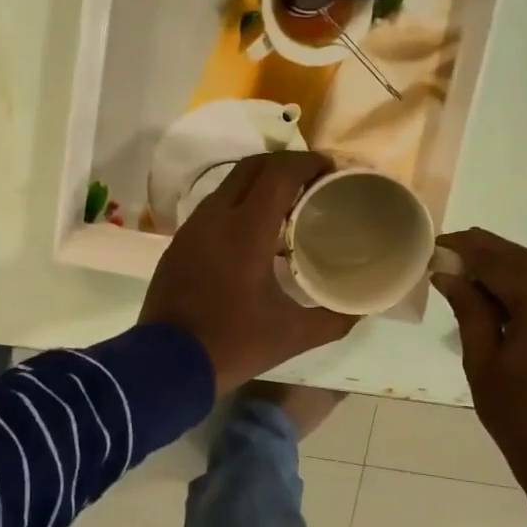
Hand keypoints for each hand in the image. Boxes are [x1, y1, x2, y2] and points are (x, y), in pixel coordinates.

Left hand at [140, 151, 357, 393]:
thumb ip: (332, 319)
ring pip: (228, 185)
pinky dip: (237, 204)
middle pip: (252, 167)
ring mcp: (191, 229)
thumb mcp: (291, 335)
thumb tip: (360, 309)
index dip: (307, 162)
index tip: (331, 168)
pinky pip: (212, 208)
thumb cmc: (232, 343)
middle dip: (285, 165)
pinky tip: (252, 232)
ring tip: (286, 205)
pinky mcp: (178, 244)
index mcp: (246, 229)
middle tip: (312, 181)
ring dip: (258, 183)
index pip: (279, 173)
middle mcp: (215, 217)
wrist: (166, 364)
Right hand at [431, 228, 526, 520]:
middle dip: (482, 254)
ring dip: (501, 270)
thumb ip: (468, 309)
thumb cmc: (520, 416)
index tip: (432, 245)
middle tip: (443, 256)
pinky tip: (494, 296)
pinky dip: (521, 287)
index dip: (463, 248)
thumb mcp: (482, 362)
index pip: (496, 258)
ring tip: (461, 274)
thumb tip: (448, 274)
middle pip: (520, 259)